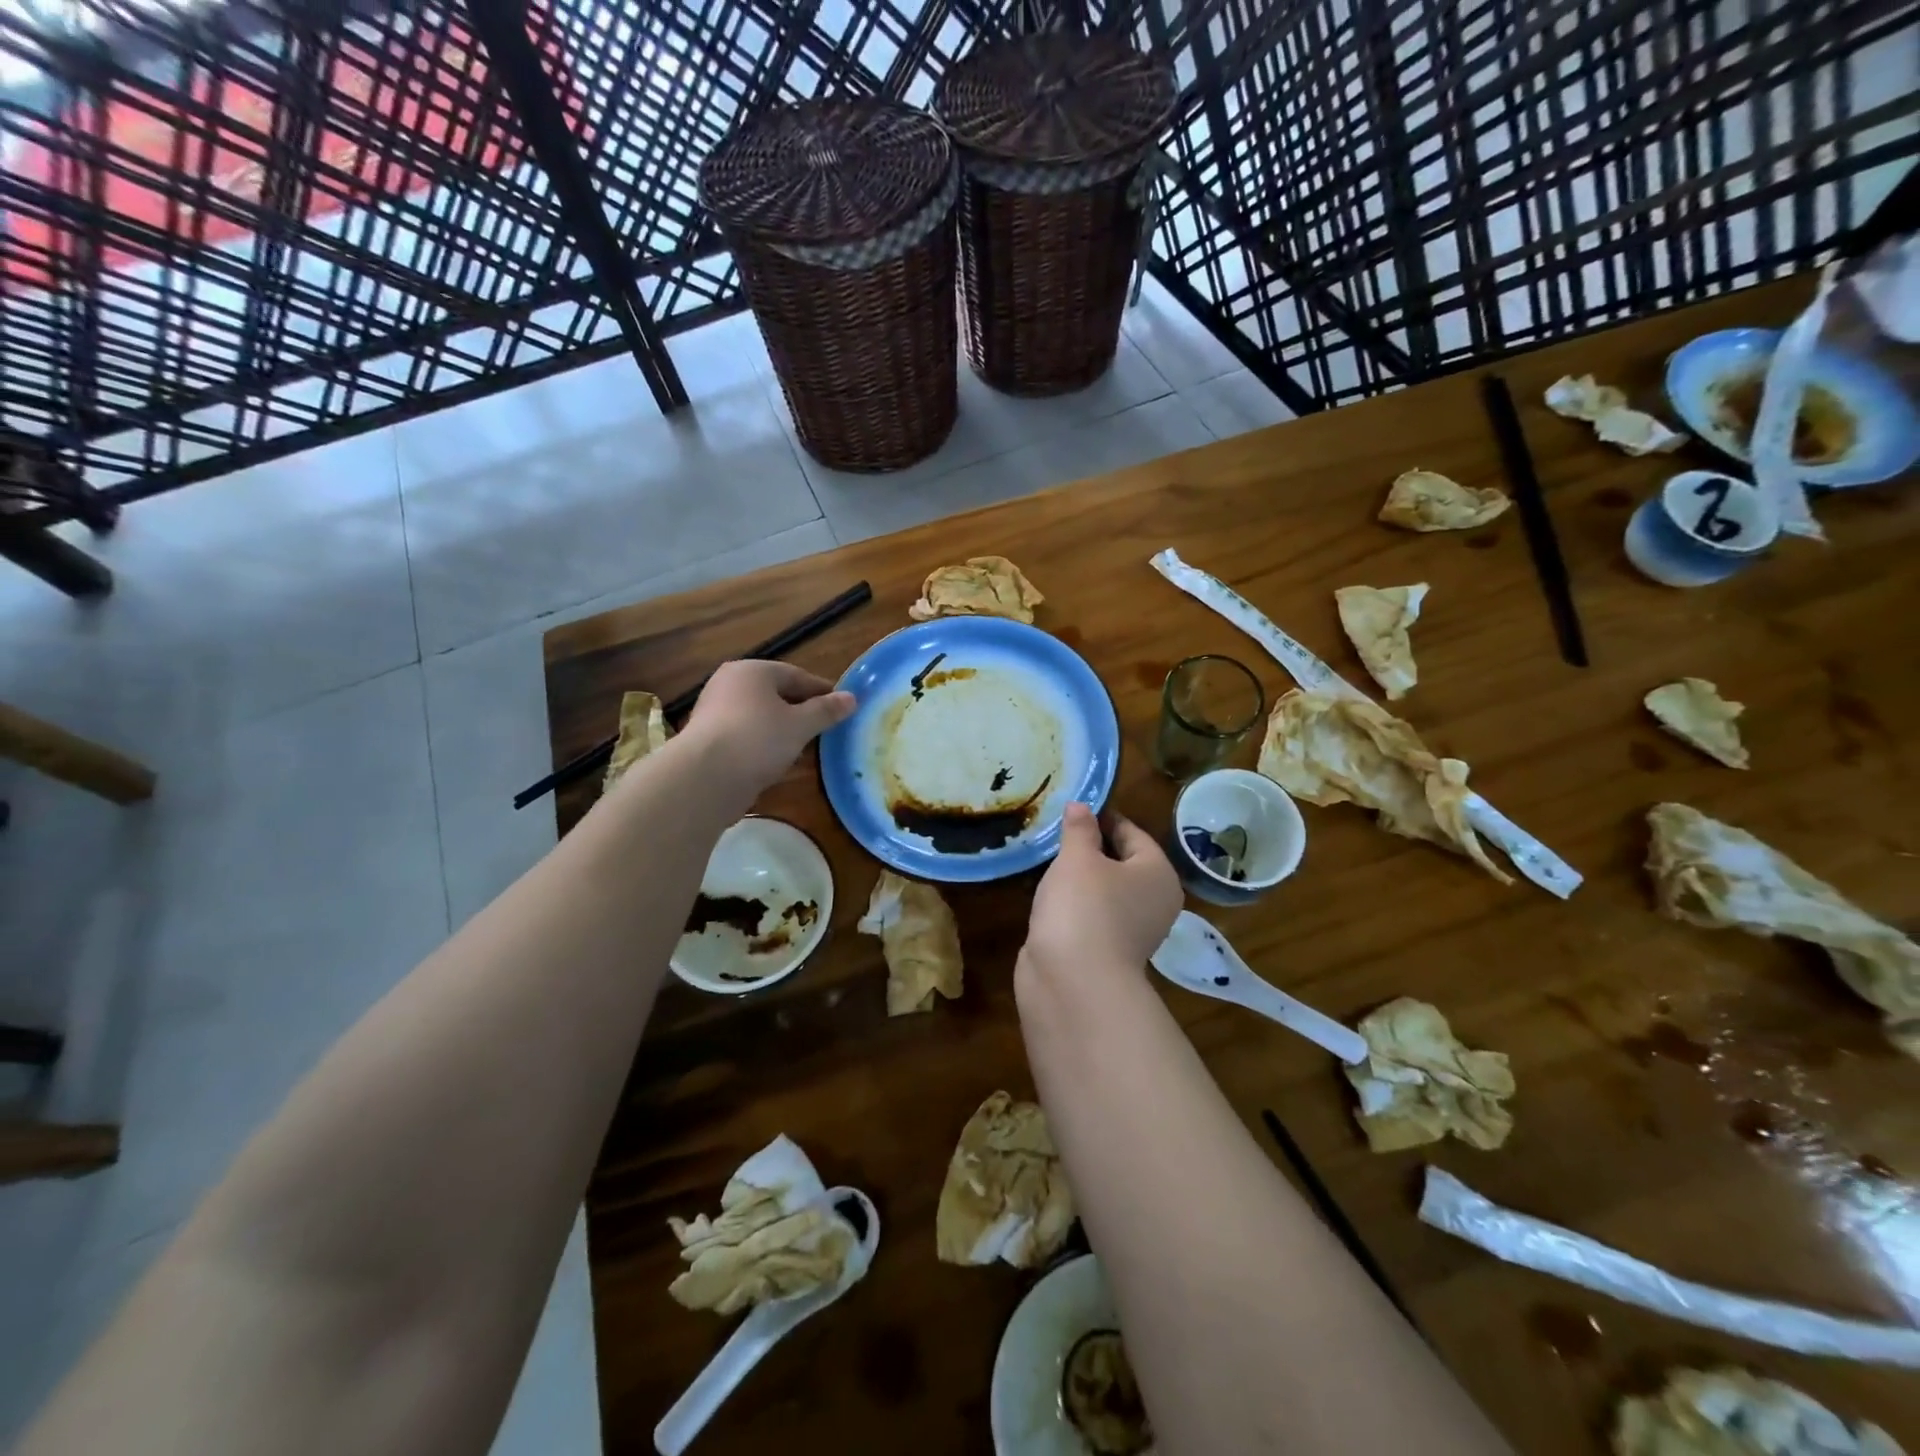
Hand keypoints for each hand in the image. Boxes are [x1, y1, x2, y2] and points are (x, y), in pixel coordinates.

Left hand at [684, 660, 855, 799]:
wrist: (704, 778)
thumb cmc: (758, 739)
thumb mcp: (801, 725)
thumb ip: (826, 711)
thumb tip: (852, 698)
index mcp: (752, 671)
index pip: (796, 675)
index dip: (823, 691)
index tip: (844, 707)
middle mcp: (730, 684)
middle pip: (776, 695)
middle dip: (802, 711)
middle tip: (827, 728)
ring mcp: (716, 712)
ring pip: (761, 717)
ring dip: (784, 730)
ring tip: (808, 748)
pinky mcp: (709, 739)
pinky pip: (747, 736)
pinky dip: (765, 745)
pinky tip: (780, 762)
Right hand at [1023, 802, 1182, 980]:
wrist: (1073, 982)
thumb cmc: (1084, 906)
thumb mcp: (1078, 858)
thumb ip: (1079, 829)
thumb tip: (1081, 806)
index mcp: (1158, 874)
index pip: (1133, 834)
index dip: (1104, 818)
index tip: (1075, 808)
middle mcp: (1153, 902)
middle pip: (1122, 863)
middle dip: (1091, 848)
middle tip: (1058, 832)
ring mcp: (1131, 931)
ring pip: (1105, 892)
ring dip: (1080, 878)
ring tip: (1049, 861)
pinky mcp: (1105, 952)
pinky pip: (1090, 915)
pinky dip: (1072, 904)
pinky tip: (1049, 896)